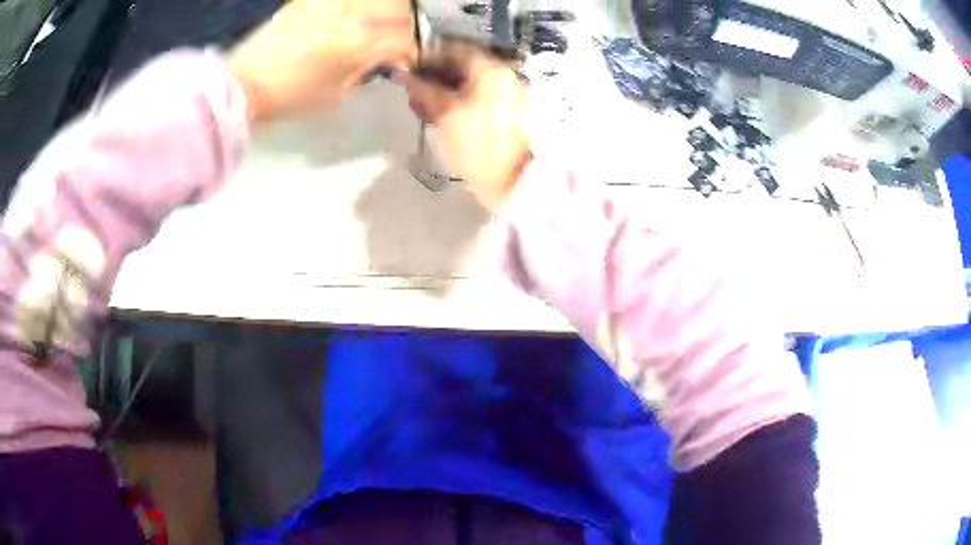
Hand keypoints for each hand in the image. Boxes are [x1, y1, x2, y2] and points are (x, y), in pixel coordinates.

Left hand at [228, 0, 416, 124]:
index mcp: (360, 42)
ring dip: (390, 9)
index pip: (407, 38)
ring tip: (384, 23)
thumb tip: (386, 57)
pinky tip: (358, 14)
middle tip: (403, 39)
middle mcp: (352, 13)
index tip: (417, 58)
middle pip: (400, 10)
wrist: (243, 85)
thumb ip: (367, 69)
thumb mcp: (337, 93)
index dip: (418, 49)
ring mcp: (331, 1)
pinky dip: (361, 5)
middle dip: (409, 26)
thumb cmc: (290, 97)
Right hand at [400, 43, 531, 211]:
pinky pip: (477, 97)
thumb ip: (424, 90)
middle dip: (434, 74)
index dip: (429, 54)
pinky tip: (439, 114)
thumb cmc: (479, 146)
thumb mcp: (446, 115)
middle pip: (463, 65)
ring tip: (421, 105)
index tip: (407, 64)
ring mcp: (508, 95)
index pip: (456, 48)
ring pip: (469, 82)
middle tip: (411, 88)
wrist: (514, 184)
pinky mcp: (507, 113)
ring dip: (443, 89)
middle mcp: (504, 76)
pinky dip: (457, 100)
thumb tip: (402, 72)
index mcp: (493, 70)